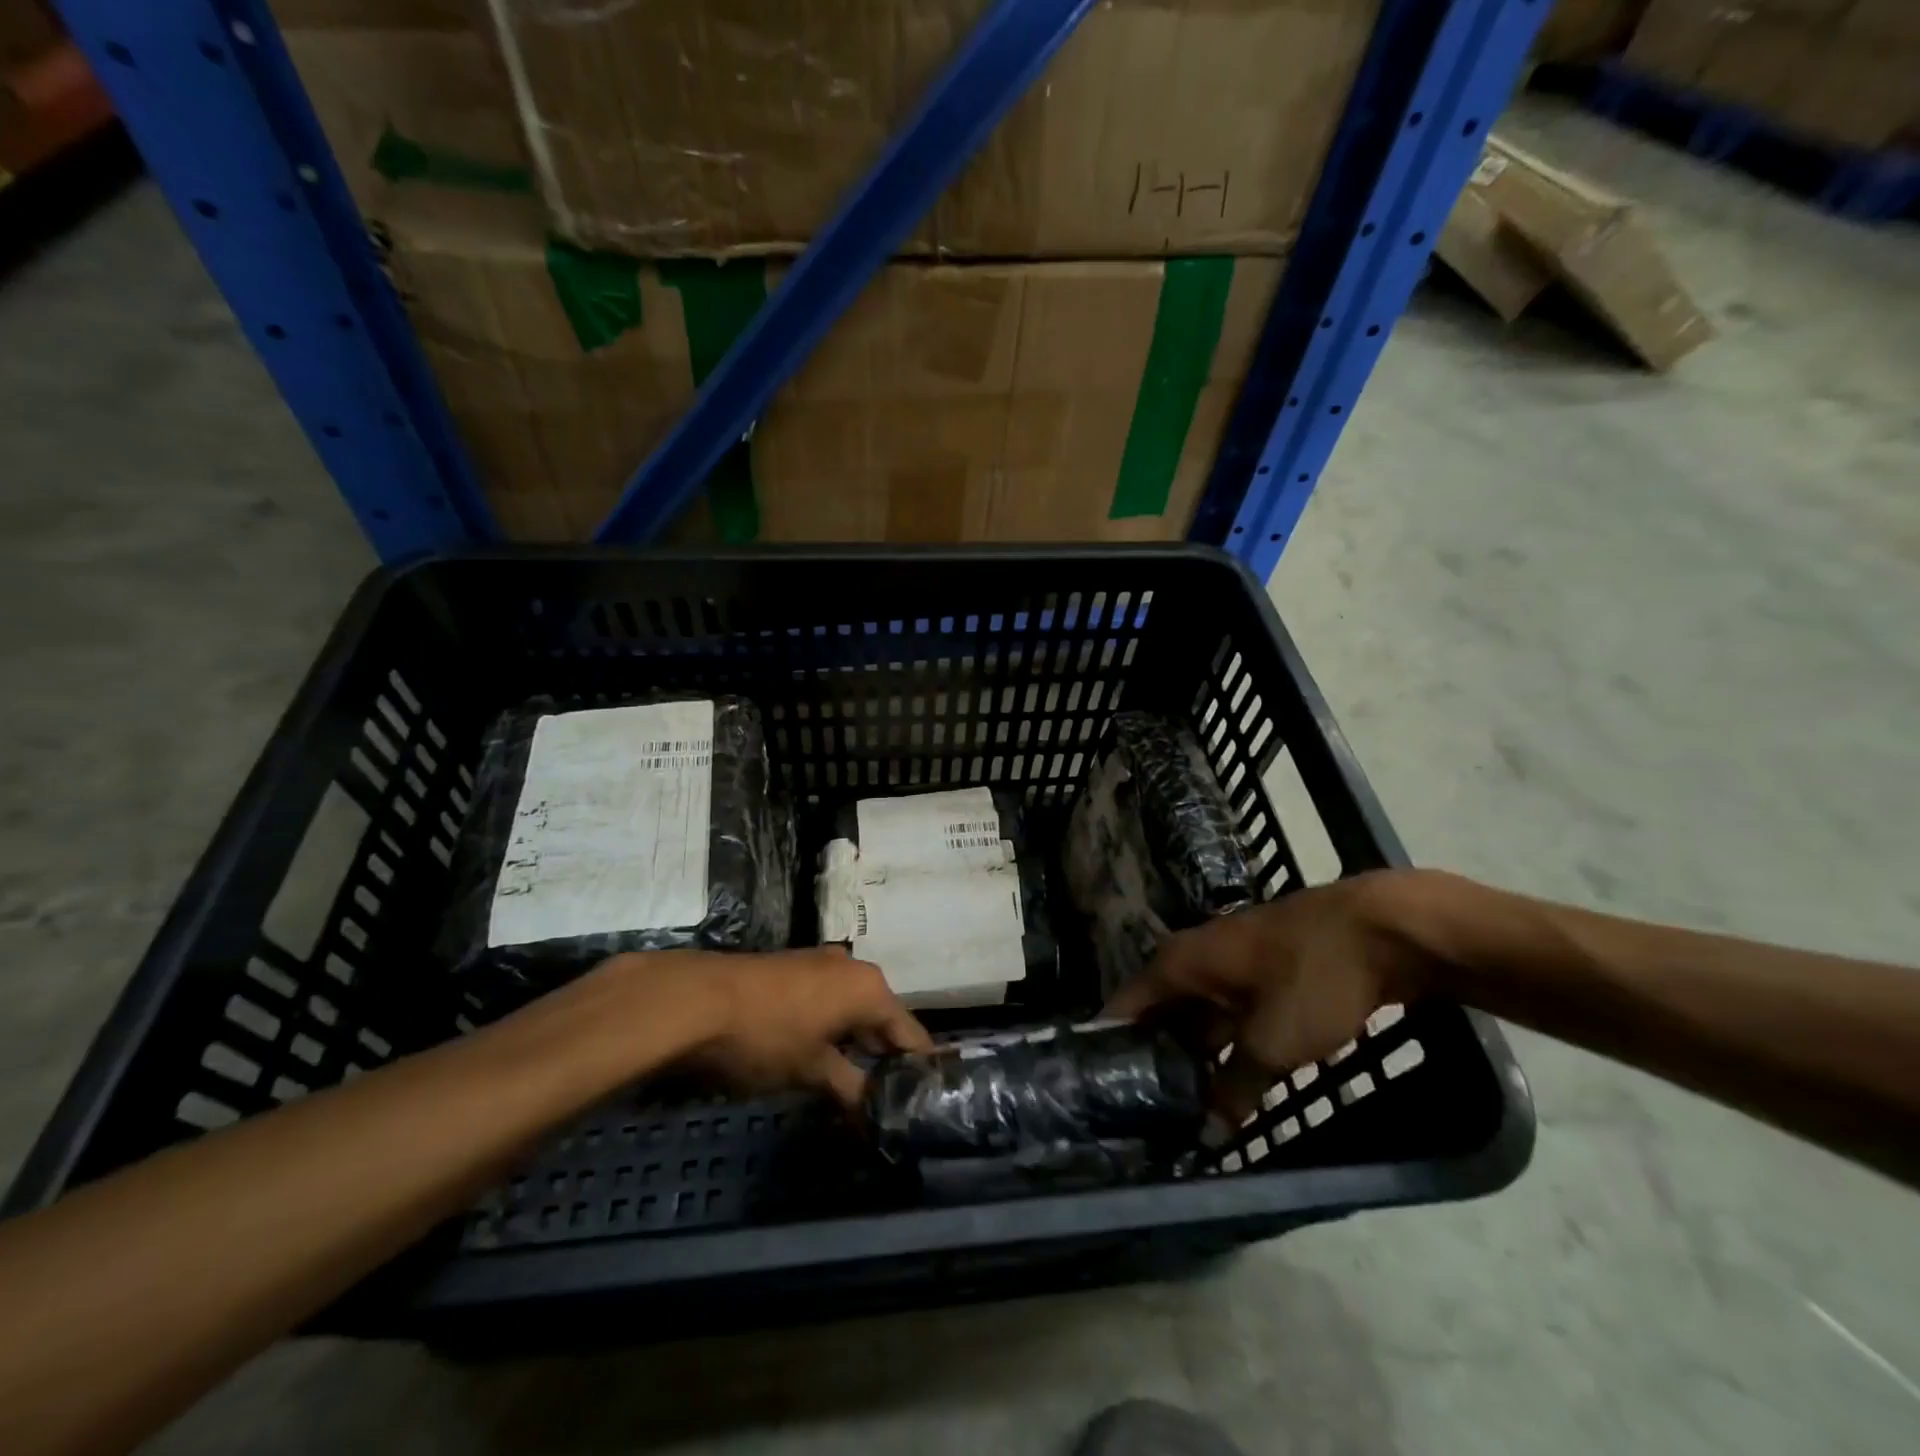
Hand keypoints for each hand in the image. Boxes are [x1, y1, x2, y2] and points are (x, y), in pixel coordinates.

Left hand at [602, 947, 932, 1108]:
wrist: (696, 1000)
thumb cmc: (766, 1036)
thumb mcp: (811, 1071)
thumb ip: (851, 1090)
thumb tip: (875, 1114)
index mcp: (870, 988)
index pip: (910, 1034)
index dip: (918, 1069)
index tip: (925, 1101)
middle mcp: (852, 968)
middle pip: (883, 1019)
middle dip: (885, 1058)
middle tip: (889, 1101)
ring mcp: (820, 963)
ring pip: (853, 1010)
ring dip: (856, 1044)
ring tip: (857, 1086)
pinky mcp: (793, 969)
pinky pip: (828, 1001)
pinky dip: (832, 1029)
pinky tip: (822, 1057)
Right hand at [1105, 870, 1440, 1120]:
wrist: (1387, 928)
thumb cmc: (1313, 976)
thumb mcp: (1272, 1042)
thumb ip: (1234, 1088)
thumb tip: (1208, 1132)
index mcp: (1180, 962)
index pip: (1125, 1005)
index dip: (1112, 1046)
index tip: (1102, 1091)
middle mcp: (1197, 957)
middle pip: (1162, 1012)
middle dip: (1157, 1058)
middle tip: (1149, 1112)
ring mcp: (1234, 962)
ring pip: (1201, 1014)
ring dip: (1197, 1054)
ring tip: (1187, 1105)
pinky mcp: (1268, 971)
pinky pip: (1233, 1013)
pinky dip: (1230, 1044)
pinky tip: (1234, 1080)